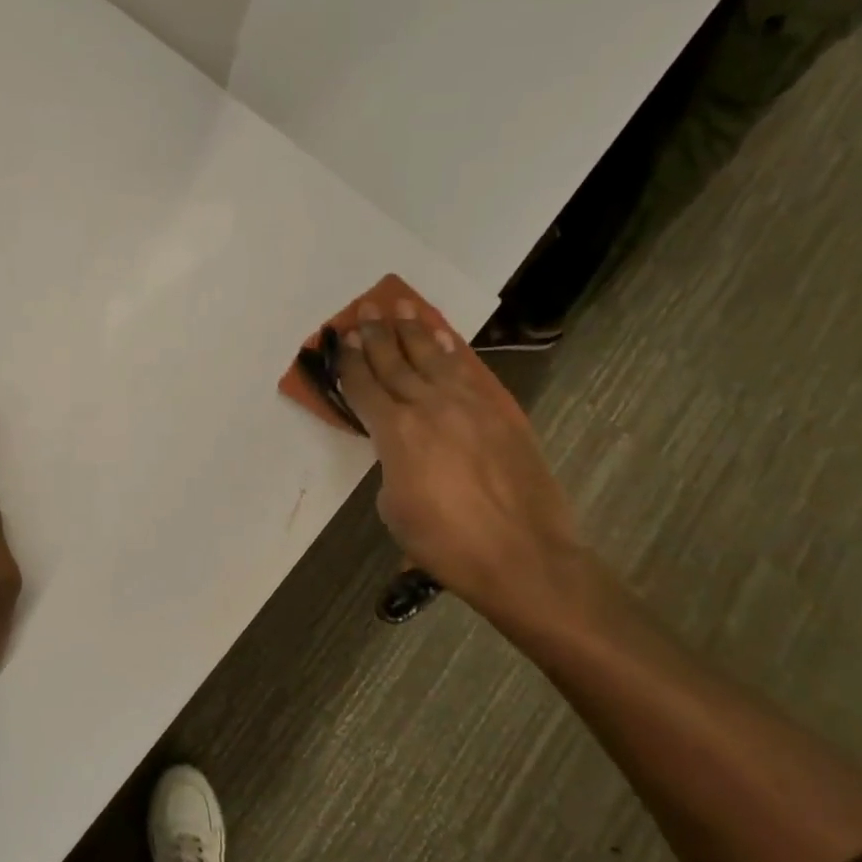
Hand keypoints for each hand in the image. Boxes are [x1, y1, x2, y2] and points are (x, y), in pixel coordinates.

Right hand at [338, 300, 590, 630]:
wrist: (523, 555)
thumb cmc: (446, 543)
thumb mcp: (395, 509)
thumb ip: (392, 467)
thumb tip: (403, 451)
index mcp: (396, 433)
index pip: (364, 387)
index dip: (349, 362)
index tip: (338, 339)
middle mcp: (429, 407)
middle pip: (395, 361)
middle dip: (375, 334)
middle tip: (364, 309)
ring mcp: (469, 405)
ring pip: (434, 357)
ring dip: (414, 330)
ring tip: (400, 306)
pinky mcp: (501, 413)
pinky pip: (468, 372)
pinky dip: (452, 351)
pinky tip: (443, 337)